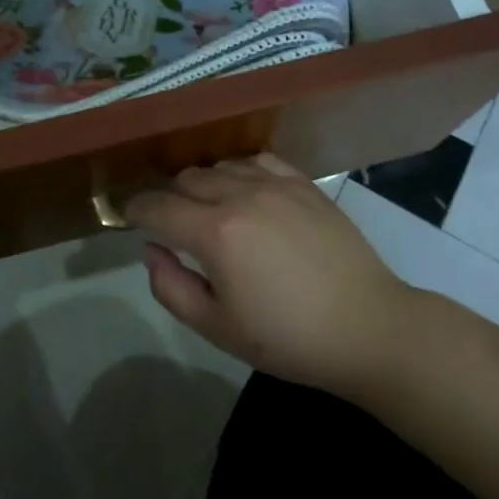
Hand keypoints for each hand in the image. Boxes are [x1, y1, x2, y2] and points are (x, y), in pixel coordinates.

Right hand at [125, 154, 417, 396]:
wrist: (368, 328)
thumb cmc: (289, 338)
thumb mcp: (218, 328)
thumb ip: (172, 287)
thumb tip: (151, 250)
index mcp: (215, 233)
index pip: (156, 206)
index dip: (135, 211)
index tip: (130, 219)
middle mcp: (240, 196)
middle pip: (185, 180)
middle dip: (169, 199)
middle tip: (173, 226)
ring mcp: (275, 184)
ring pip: (219, 166)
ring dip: (203, 185)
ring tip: (210, 211)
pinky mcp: (303, 183)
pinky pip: (256, 160)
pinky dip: (239, 172)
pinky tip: (246, 193)